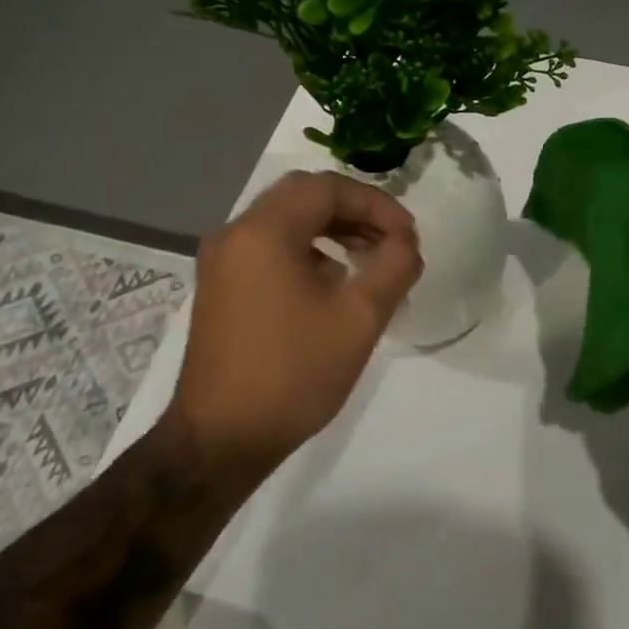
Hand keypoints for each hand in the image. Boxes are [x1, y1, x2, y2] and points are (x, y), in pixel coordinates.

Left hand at [169, 171, 422, 469]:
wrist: (221, 440)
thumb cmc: (294, 373)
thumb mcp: (360, 318)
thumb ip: (394, 266)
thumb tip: (405, 243)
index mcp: (264, 232)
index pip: (328, 187)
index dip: (377, 204)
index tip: (407, 237)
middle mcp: (235, 234)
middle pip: (304, 195)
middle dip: (355, 210)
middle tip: (391, 239)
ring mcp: (222, 261)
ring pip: (286, 219)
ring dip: (333, 228)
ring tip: (371, 258)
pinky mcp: (221, 286)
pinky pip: (270, 245)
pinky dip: (308, 248)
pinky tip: (335, 282)